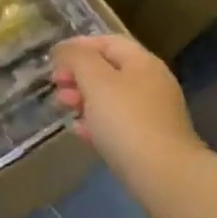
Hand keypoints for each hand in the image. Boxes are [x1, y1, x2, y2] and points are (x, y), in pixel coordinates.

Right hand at [52, 35, 203, 183]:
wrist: (163, 175)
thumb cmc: (126, 121)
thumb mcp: (96, 81)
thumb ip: (77, 59)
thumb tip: (65, 50)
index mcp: (142, 62)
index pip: (107, 42)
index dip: (78, 47)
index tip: (52, 60)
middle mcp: (152, 82)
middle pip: (109, 70)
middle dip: (78, 75)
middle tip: (56, 87)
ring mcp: (153, 113)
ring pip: (112, 98)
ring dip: (84, 99)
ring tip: (64, 109)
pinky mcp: (151, 140)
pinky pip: (119, 123)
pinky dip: (97, 123)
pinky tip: (81, 134)